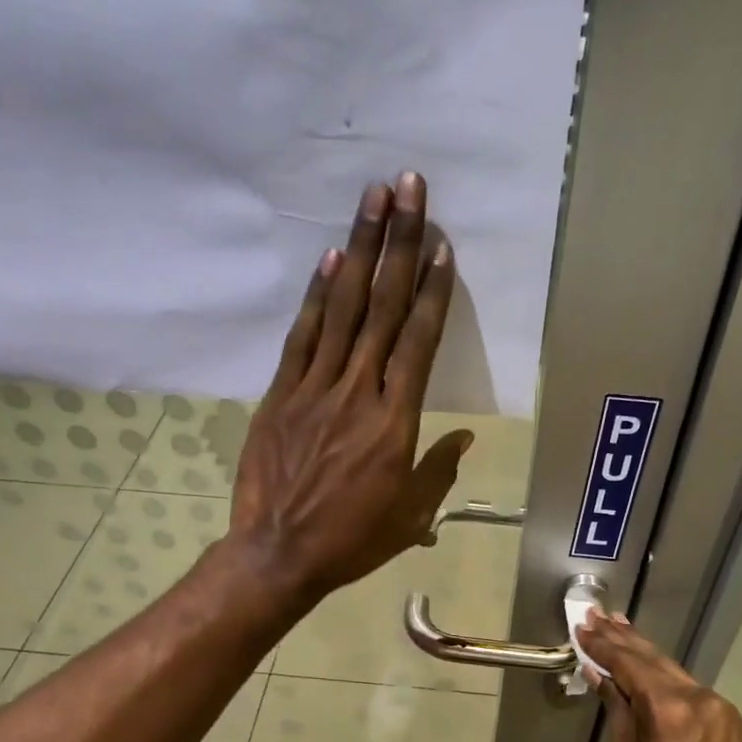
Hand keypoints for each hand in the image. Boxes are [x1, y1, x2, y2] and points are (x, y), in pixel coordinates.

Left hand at [228, 173, 470, 603]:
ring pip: (343, 309)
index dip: (431, 290)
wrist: (277, 554)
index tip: (441, 245)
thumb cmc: (351, 541)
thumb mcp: (409, 517)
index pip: (418, 342)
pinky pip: (302, 336)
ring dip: (359, 249)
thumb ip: (438, 470)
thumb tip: (464, 436)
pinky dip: (317, 296)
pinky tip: (331, 258)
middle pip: (383, 308)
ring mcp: (314, 389)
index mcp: (395, 423)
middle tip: (410, 187)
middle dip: (400, 244)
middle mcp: (357, 393)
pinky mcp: (280, 395)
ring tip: (373, 199)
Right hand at [577, 610, 741, 741]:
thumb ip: (616, 709)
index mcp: (667, 708)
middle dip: (621, 636)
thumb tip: (598, 674)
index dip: (602, 646)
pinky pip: (686, 685)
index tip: (582, 627)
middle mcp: (695, 696)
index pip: (627, 664)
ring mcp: (715, 703)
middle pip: (651, 657)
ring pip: (671, 668)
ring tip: (618, 625)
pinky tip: (648, 662)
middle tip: (597, 614)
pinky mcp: (725, 714)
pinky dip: (663, 672)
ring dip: (642, 649)